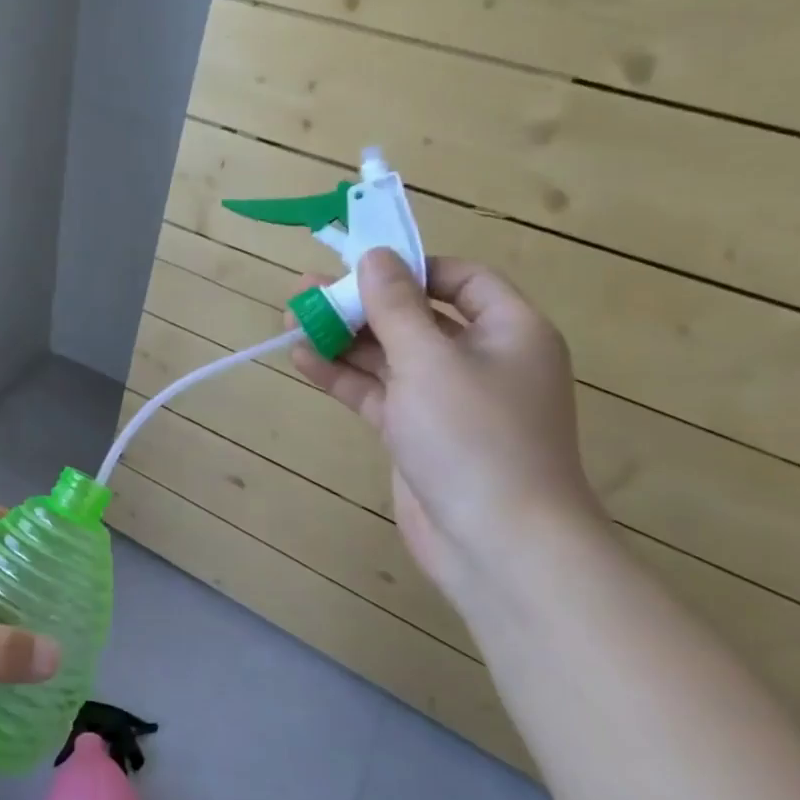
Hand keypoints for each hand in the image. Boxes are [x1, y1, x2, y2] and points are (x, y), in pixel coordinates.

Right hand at [292, 250, 606, 608]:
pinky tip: (302, 358)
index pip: (460, 280)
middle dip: (361, 304)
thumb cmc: (475, 436)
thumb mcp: (430, 359)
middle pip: (415, 317)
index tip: (360, 265)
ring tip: (291, 319)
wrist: (499, 544)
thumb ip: (396, 305)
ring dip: (343, 338)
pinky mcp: (416, 434)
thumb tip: (375, 255)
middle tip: (306, 290)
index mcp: (508, 331)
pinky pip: (377, 392)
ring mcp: (445, 400)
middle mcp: (479, 360)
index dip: (411, 268)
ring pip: (389, 356)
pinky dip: (343, 376)